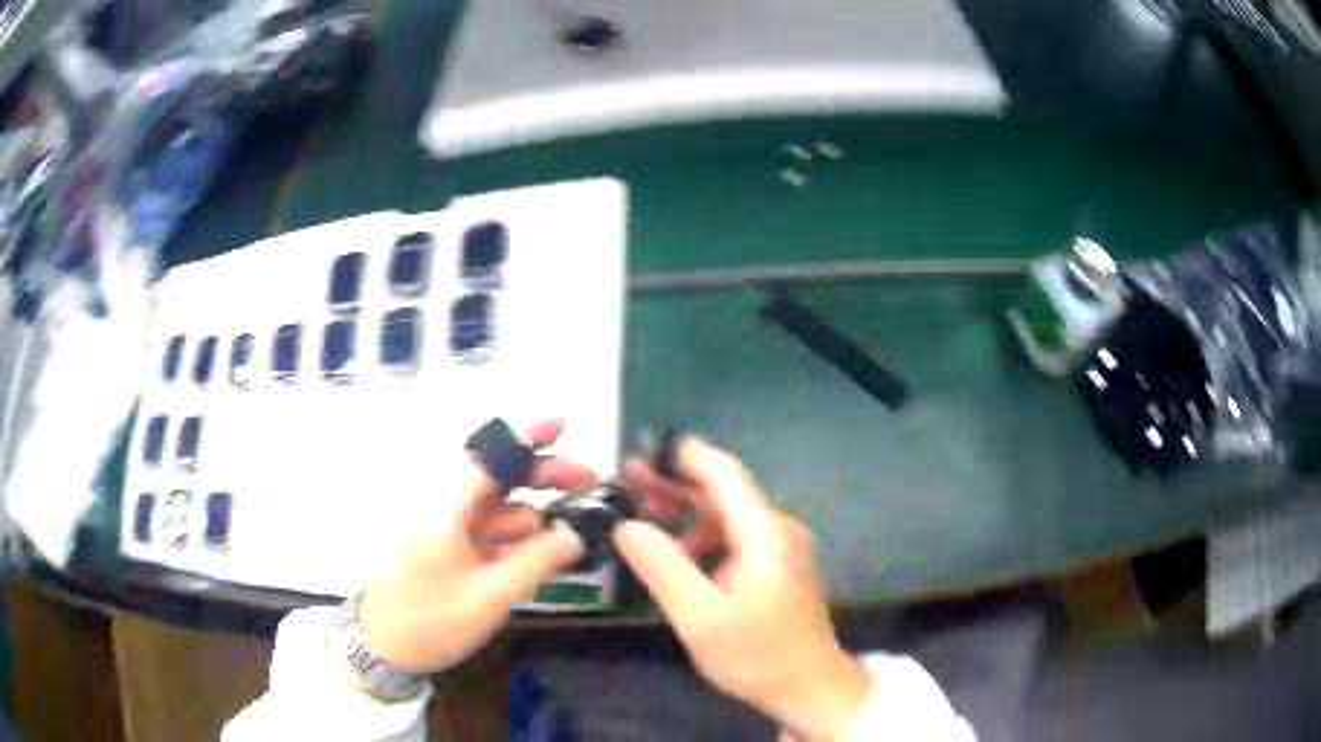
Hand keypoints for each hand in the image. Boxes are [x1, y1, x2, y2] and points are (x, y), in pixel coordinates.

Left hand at [358, 420, 592, 674]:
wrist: (384, 647)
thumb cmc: (433, 621)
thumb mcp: (491, 596)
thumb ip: (537, 561)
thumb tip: (576, 535)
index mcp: (442, 509)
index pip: (487, 458)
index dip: (525, 438)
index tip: (562, 425)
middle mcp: (436, 504)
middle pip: (492, 474)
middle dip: (537, 474)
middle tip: (583, 481)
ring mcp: (436, 522)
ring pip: (490, 502)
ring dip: (527, 510)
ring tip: (565, 532)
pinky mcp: (438, 539)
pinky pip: (480, 525)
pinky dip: (509, 532)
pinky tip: (535, 548)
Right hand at [613, 438, 872, 740]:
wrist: (811, 688)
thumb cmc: (756, 654)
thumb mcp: (699, 616)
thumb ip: (663, 567)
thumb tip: (627, 526)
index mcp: (765, 533)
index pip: (724, 474)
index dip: (685, 455)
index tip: (645, 447)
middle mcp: (778, 530)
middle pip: (724, 492)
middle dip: (677, 484)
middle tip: (630, 480)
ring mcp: (783, 549)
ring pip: (729, 516)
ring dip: (688, 513)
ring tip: (645, 520)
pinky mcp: (779, 568)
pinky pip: (737, 539)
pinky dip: (705, 538)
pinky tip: (679, 556)